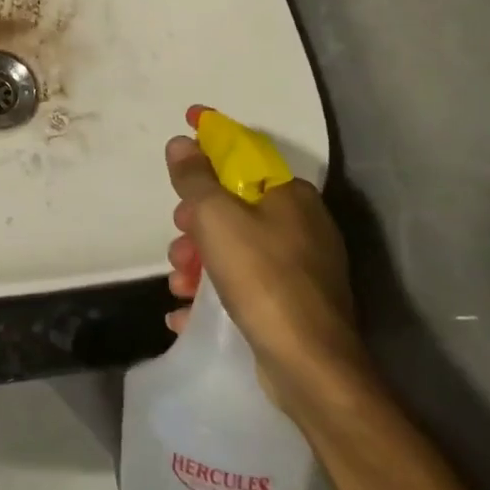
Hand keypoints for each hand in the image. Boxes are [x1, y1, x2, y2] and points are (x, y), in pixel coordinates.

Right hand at [165, 108, 369, 418]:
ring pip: (236, 247)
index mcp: (290, 195)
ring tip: (179, 285)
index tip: (187, 120)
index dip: (212, 136)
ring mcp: (302, 268)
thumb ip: (195, 177)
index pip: (244, 151)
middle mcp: (302, 225)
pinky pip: (245, 284)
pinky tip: (187, 312)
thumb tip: (183, 142)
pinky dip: (215, 292)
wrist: (311, 369)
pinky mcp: (295, 306)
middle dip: (196, 221)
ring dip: (199, 261)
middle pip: (234, 205)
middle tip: (178, 237)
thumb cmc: (262, 278)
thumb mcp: (216, 217)